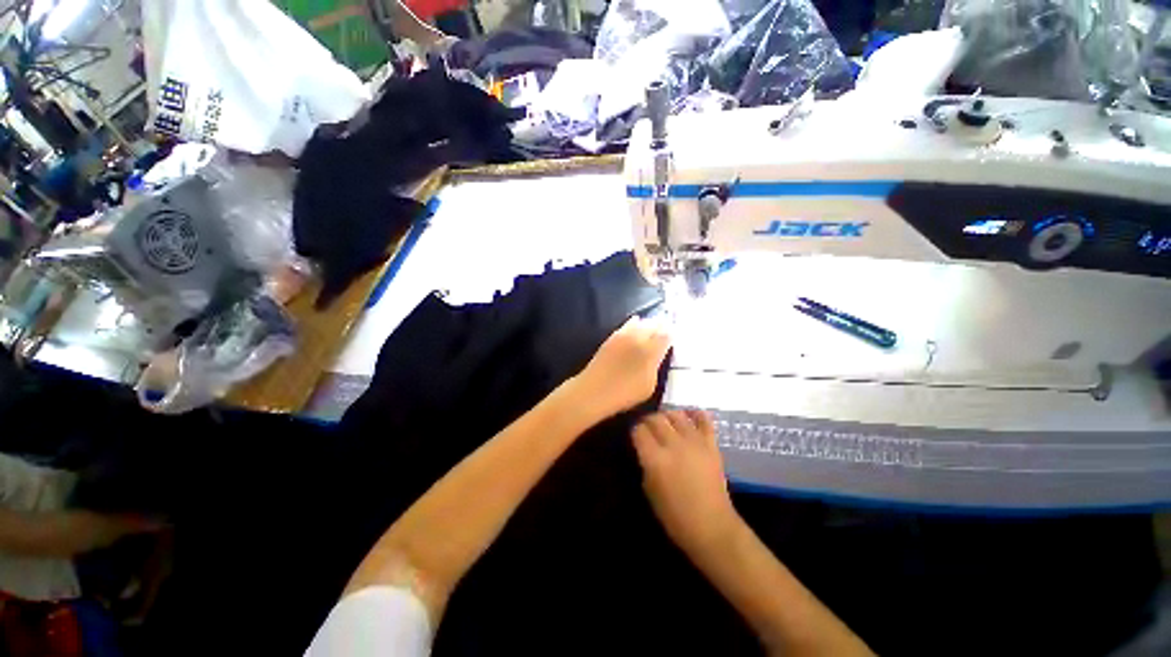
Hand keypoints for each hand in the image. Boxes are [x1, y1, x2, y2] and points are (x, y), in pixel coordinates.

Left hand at [571, 317, 670, 420]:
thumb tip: (657, 356)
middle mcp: (639, 338)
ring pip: (640, 322)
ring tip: (653, 323)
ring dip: (648, 323)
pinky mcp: (611, 337)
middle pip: (653, 325)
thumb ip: (655, 367)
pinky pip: (626, 325)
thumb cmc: (625, 393)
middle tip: (666, 324)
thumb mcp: (649, 385)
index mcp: (651, 351)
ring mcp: (623, 336)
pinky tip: (635, 322)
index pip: (666, 336)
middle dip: (661, 325)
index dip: (671, 333)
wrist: (595, 390)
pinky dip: (633, 323)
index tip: (675, 332)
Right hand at [633, 410, 738, 554]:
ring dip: (667, 416)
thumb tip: (645, 448)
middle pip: (656, 418)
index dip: (635, 431)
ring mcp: (695, 442)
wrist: (712, 527)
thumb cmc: (675, 516)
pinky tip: (688, 415)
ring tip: (666, 423)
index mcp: (655, 459)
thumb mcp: (649, 490)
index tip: (635, 436)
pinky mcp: (711, 444)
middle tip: (648, 429)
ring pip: (676, 414)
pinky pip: (703, 419)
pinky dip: (695, 413)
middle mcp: (674, 444)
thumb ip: (645, 463)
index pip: (639, 430)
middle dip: (648, 421)